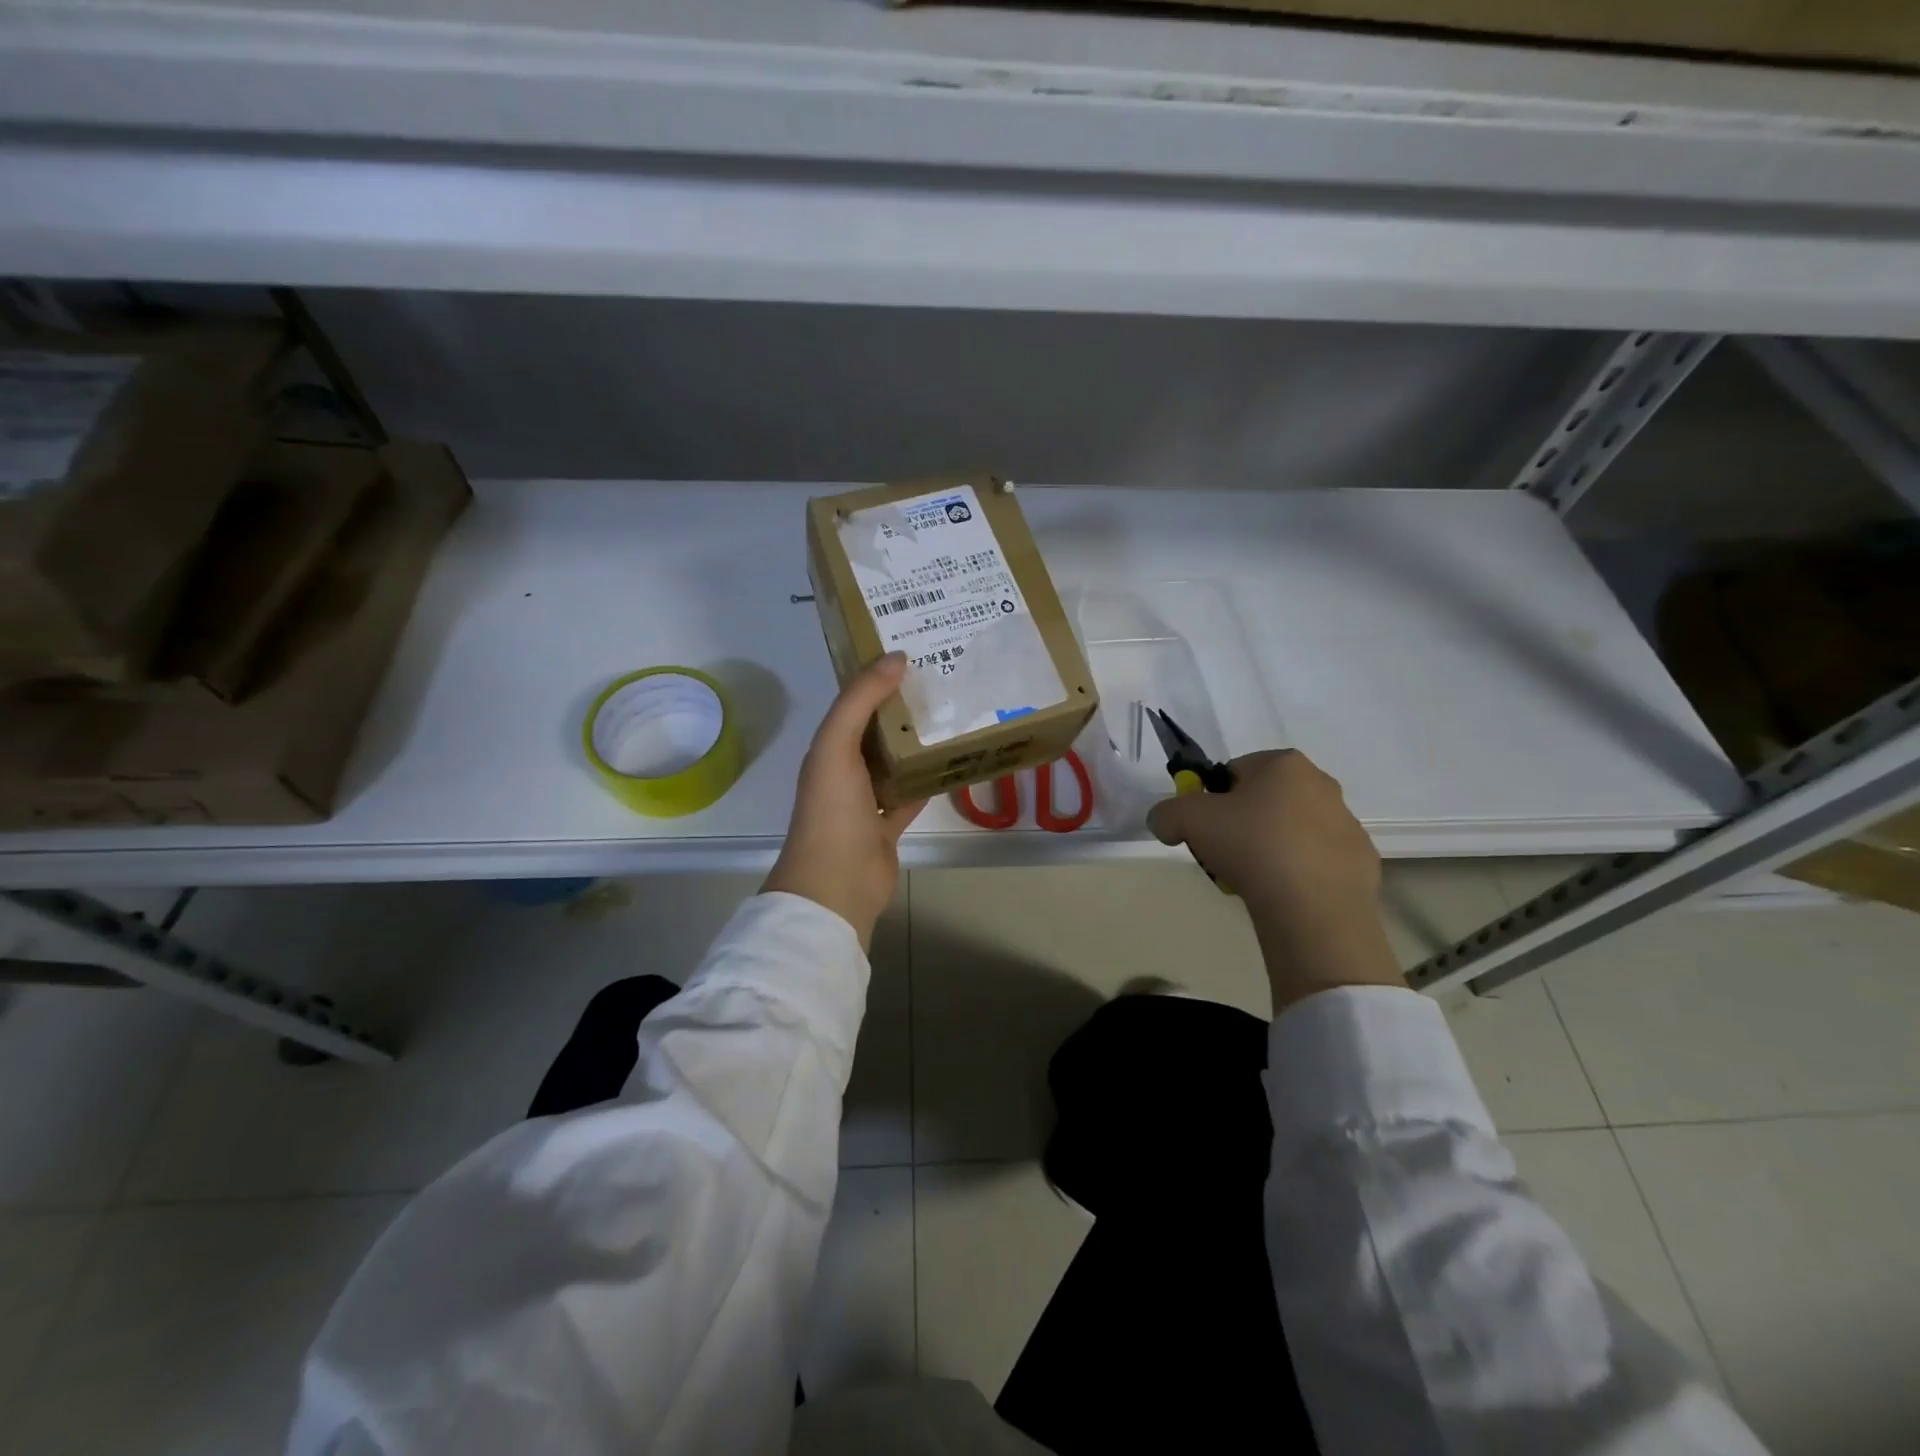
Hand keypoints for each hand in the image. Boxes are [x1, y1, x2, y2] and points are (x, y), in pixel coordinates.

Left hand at [763, 653, 926, 948]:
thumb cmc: (833, 810)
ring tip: (955, 714)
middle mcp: (845, 769)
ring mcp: (867, 800)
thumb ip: (860, 700)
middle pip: (877, 730)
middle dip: (903, 707)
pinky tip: (954, 762)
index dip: (877, 677)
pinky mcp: (888, 825)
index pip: (854, 703)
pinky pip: (911, 794)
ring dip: (917, 743)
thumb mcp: (837, 746)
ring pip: (896, 762)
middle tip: (944, 680)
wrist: (837, 883)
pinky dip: (928, 781)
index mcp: (829, 748)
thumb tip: (895, 657)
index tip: (912, 652)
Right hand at [1147, 750, 1405, 1013]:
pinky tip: (1282, 894)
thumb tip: (1165, 824)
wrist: (1312, 907)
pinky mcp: (1360, 862)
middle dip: (1241, 823)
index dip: (1212, 798)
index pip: (1234, 771)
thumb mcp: (1187, 820)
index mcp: (1284, 764)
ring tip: (1252, 880)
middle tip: (1224, 853)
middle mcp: (1322, 784)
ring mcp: (1347, 824)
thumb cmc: (1251, 845)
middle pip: (1264, 800)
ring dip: (1269, 848)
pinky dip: (1297, 873)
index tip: (1204, 827)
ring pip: (1290, 830)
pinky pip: (1315, 862)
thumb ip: (1166, 813)